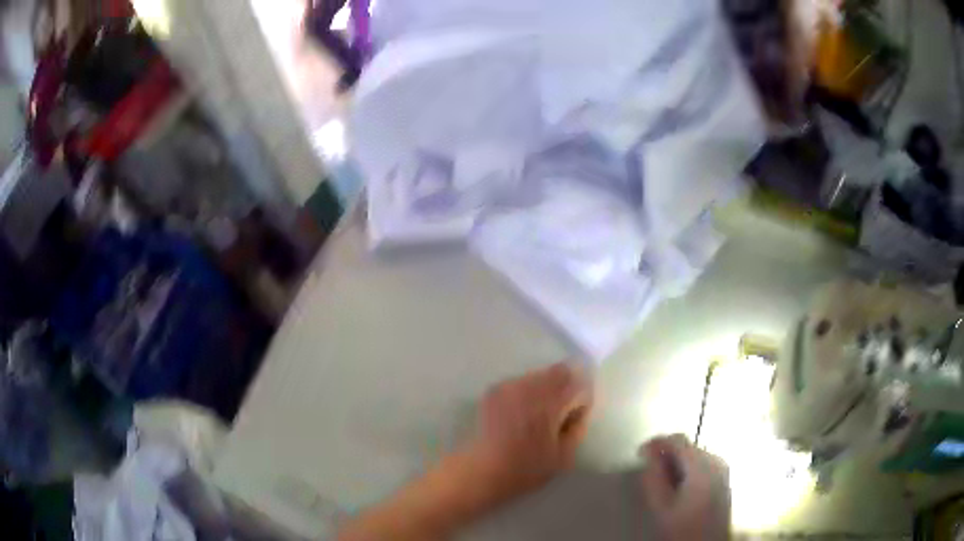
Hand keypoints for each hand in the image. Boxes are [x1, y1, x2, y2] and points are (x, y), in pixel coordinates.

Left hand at [460, 362, 592, 504]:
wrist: (481, 470)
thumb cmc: (525, 468)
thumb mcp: (563, 456)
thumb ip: (577, 429)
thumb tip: (580, 412)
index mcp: (551, 402)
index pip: (580, 384)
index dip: (583, 401)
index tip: (575, 419)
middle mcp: (531, 386)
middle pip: (560, 372)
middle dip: (567, 388)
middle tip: (561, 414)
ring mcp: (510, 385)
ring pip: (540, 375)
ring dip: (547, 389)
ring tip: (538, 415)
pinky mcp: (495, 390)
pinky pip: (522, 382)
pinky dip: (528, 392)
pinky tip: (520, 415)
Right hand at [639, 435, 730, 540]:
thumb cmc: (683, 528)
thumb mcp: (660, 505)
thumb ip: (653, 476)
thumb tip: (649, 454)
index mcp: (702, 465)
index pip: (677, 439)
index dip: (656, 442)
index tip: (640, 453)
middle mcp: (717, 461)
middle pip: (688, 446)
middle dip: (667, 454)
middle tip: (649, 468)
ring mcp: (723, 470)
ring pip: (695, 455)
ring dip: (677, 462)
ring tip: (661, 479)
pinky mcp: (724, 479)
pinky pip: (703, 464)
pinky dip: (688, 469)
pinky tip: (678, 485)